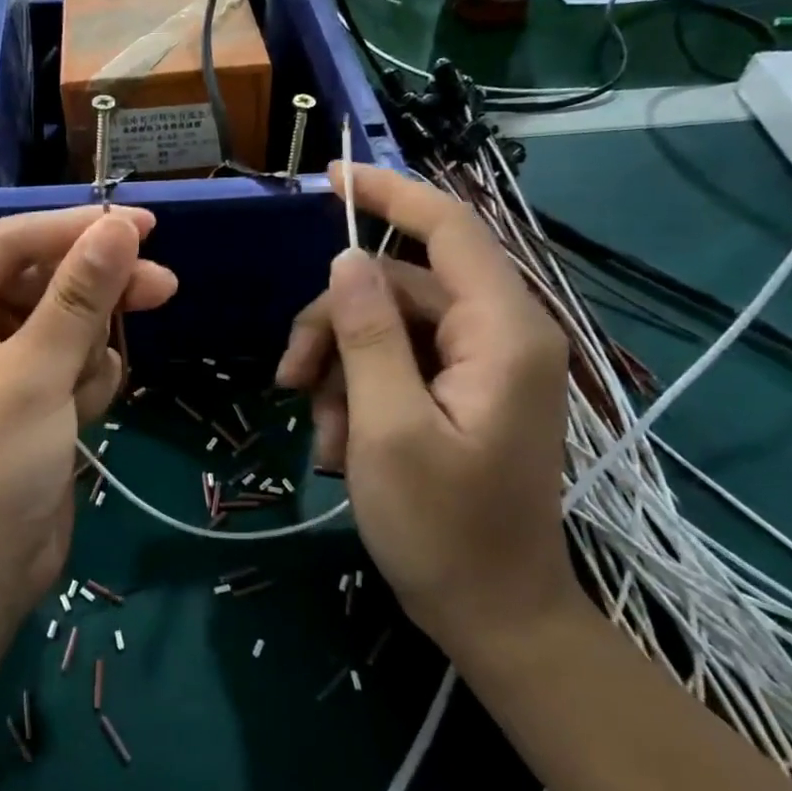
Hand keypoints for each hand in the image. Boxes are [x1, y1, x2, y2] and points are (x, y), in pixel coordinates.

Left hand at [0, 208, 177, 627]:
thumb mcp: (32, 377)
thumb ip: (78, 298)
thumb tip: (121, 227)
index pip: (10, 245)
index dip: (75, 230)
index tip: (143, 224)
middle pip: (45, 281)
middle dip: (96, 294)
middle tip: (161, 287)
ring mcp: (0, 364)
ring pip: (69, 322)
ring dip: (90, 351)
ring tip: (83, 395)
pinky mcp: (33, 396)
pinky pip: (75, 361)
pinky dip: (88, 383)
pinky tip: (82, 416)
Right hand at [275, 165, 576, 654]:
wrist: (495, 615)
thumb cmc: (443, 530)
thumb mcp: (387, 428)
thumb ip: (369, 335)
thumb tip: (347, 260)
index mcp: (502, 333)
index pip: (448, 228)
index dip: (388, 193)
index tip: (330, 174)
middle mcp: (500, 335)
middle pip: (399, 287)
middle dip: (335, 325)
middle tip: (289, 378)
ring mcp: (482, 365)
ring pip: (389, 328)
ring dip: (341, 371)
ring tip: (323, 435)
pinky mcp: (464, 392)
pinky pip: (398, 364)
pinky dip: (359, 394)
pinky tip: (341, 446)